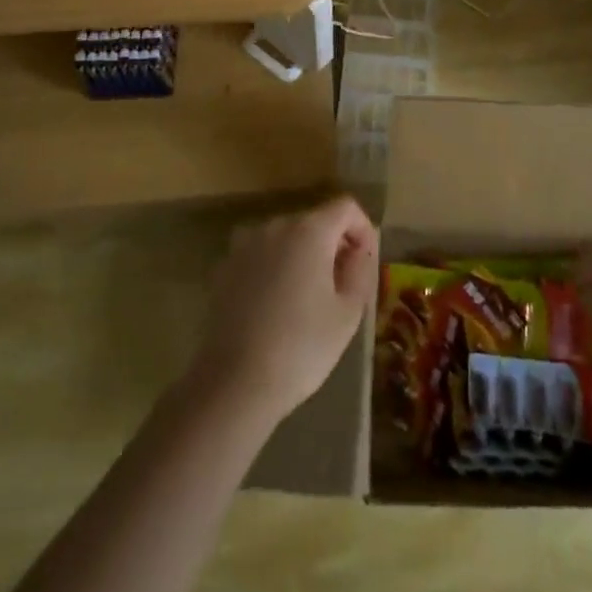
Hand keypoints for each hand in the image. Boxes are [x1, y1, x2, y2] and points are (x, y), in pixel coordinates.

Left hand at [187, 195, 377, 427]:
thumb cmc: (301, 347)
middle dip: (334, 244)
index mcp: (309, 230)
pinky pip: (262, 256)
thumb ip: (360, 271)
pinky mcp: (225, 268)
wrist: (233, 384)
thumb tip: (359, 252)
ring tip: (310, 297)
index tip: (366, 263)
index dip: (363, 229)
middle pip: (315, 220)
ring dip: (304, 256)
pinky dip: (277, 268)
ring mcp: (245, 245)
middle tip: (344, 285)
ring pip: (287, 238)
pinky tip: (278, 306)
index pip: (346, 208)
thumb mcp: (348, 312)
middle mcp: (275, 226)